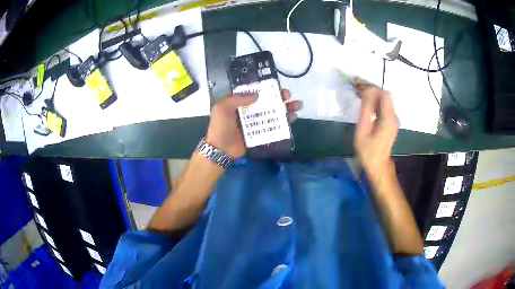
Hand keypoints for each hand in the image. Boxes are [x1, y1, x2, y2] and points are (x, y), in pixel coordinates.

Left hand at [206, 89, 301, 158]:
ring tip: (296, 105)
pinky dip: (284, 121)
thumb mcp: (223, 107)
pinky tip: (293, 117)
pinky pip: (274, 126)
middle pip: (266, 101)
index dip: (265, 86)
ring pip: (272, 112)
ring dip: (285, 108)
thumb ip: (238, 98)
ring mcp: (255, 122)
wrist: (220, 150)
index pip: (254, 91)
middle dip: (278, 96)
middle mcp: (248, 110)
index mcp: (238, 102)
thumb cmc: (220, 127)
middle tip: (288, 94)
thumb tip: (257, 94)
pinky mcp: (260, 133)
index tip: (276, 84)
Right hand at [354, 86, 398, 173]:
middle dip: (371, 89)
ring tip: (357, 93)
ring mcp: (393, 120)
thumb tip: (366, 91)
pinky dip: (374, 102)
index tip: (358, 86)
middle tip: (355, 87)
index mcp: (388, 118)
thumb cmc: (368, 151)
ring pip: (384, 100)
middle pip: (385, 95)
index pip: (384, 94)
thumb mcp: (363, 131)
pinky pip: (383, 107)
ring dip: (372, 95)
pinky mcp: (391, 122)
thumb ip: (366, 110)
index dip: (372, 87)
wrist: (378, 166)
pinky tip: (365, 103)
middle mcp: (394, 117)